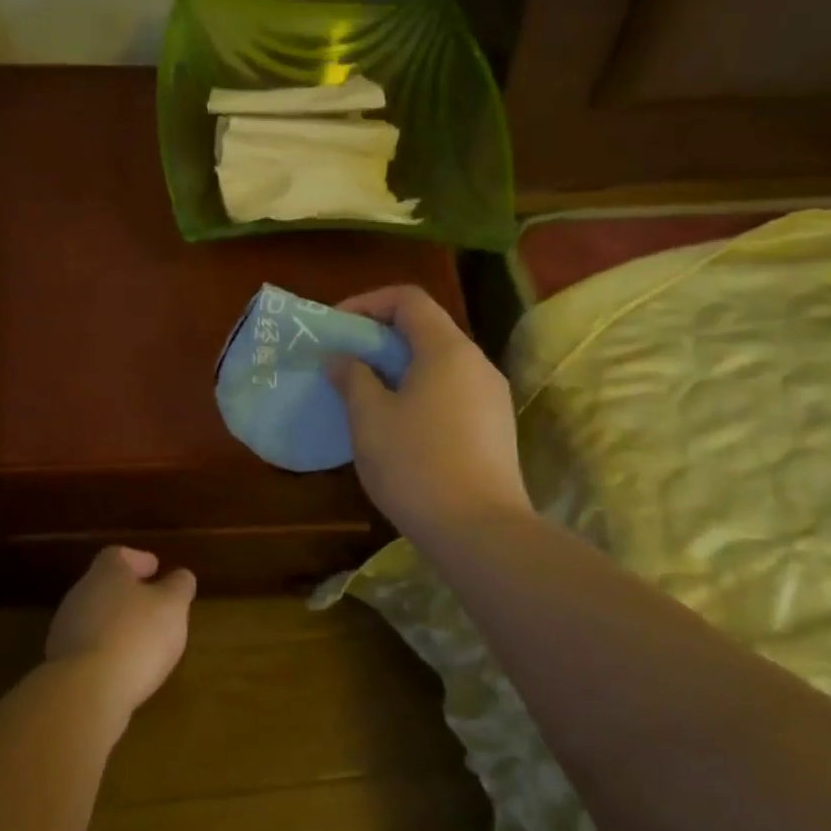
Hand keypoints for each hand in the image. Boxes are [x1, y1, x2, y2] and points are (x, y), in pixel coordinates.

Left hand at [46, 547, 195, 726]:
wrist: (85, 691)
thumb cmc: (136, 636)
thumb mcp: (172, 607)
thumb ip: (178, 587)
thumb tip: (180, 576)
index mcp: (106, 573)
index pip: (118, 555)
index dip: (138, 559)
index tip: (155, 568)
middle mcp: (80, 594)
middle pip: (104, 585)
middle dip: (128, 594)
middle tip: (153, 606)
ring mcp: (65, 629)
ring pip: (95, 617)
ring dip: (116, 624)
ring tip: (142, 640)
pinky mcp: (60, 662)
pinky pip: (88, 647)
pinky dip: (106, 650)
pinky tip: (124, 666)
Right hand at [328, 284, 531, 543]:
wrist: (479, 530)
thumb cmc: (415, 464)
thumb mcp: (370, 418)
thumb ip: (353, 378)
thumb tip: (341, 358)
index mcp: (447, 349)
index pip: (408, 299)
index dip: (367, 303)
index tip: (336, 327)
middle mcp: (477, 363)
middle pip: (426, 329)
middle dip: (380, 337)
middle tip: (345, 361)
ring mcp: (492, 397)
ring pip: (440, 364)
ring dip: (399, 368)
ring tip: (366, 394)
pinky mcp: (495, 428)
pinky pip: (452, 392)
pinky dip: (420, 392)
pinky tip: (398, 426)